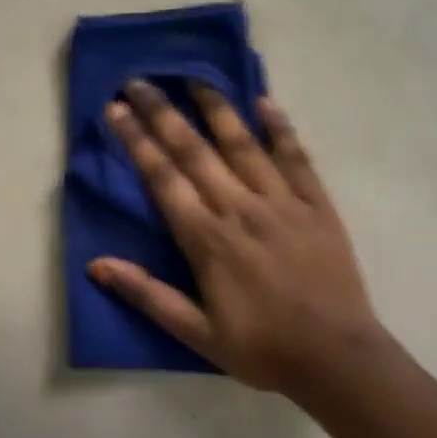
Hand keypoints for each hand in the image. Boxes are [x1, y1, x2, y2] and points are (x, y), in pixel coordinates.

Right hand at [90, 81, 381, 393]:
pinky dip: (281, 127)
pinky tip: (266, 101)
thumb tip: (96, 265)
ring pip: (242, 142)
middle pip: (193, 149)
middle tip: (138, 81)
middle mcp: (240, 207)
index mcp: (207, 238)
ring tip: (193, 77)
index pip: (162, 177)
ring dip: (215, 107)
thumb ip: (147, 295)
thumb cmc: (263, 348)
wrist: (340, 361)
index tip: (115, 108)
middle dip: (162, 112)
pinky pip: (296, 157)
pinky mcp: (317, 204)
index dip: (136, 140)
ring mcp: (282, 201)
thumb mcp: (197, 335)